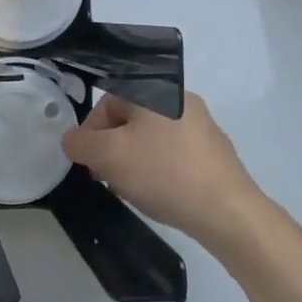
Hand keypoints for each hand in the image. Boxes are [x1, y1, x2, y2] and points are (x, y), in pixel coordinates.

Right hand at [61, 91, 264, 244]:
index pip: (106, 103)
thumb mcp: (107, 156)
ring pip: (150, 139)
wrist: (227, 211)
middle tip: (108, 178)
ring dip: (133, 162)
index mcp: (154, 90)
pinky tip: (159, 194)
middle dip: (112, 150)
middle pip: (128, 121)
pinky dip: (159, 170)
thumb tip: (73, 141)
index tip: (90, 164)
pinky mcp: (214, 151)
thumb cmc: (163, 173)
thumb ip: (79, 143)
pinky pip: (173, 154)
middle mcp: (180, 98)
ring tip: (132, 190)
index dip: (90, 133)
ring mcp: (201, 125)